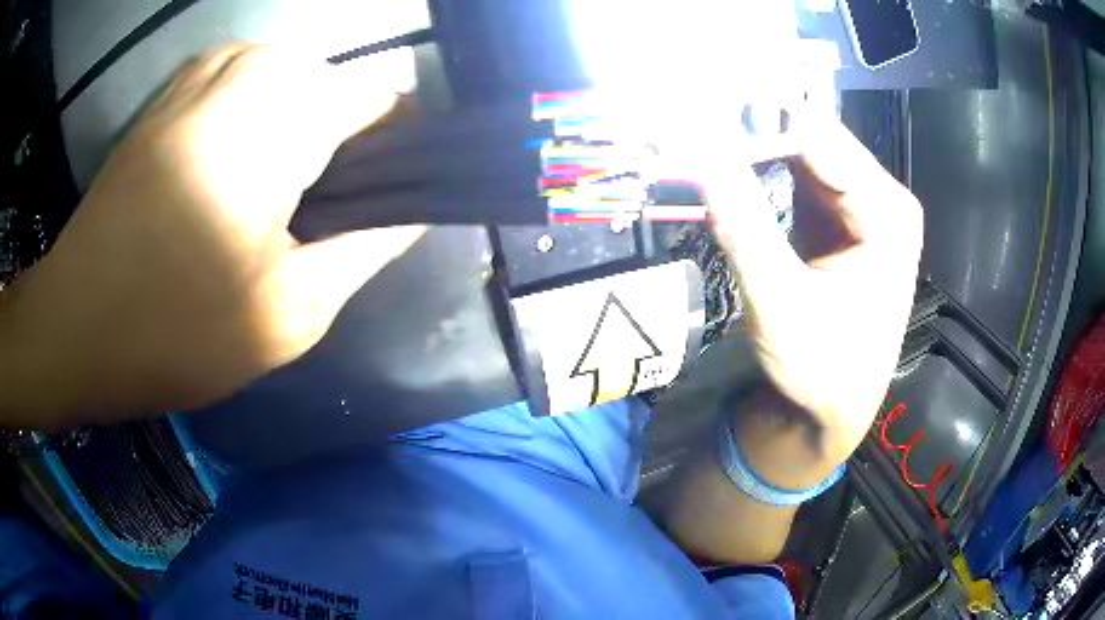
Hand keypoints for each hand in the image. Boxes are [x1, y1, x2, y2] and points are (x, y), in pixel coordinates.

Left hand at [0, 45, 423, 428]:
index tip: (377, 202)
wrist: (75, 324)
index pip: (383, 99)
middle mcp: (250, 68)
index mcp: (283, 117)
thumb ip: (367, 249)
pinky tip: (228, 169)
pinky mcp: (173, 90)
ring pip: (291, 79)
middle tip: (312, 215)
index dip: (395, 149)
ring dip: (295, 129)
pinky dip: (254, 116)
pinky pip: (244, 81)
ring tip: (267, 195)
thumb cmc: (174, 330)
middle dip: (340, 143)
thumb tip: (413, 211)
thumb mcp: (290, 313)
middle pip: (336, 86)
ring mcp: (205, 71)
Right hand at [708, 118, 922, 479]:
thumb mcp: (781, 304)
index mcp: (888, 215)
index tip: (702, 103)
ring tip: (702, 124)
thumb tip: (703, 157)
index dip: (761, 119)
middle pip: (815, 141)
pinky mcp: (838, 218)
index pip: (822, 142)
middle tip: (694, 108)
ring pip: (803, 154)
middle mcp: (881, 199)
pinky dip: (762, 165)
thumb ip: (745, 228)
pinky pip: (798, 176)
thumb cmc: (820, 369)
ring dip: (755, 142)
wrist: (828, 410)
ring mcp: (860, 207)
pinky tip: (729, 155)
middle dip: (756, 125)